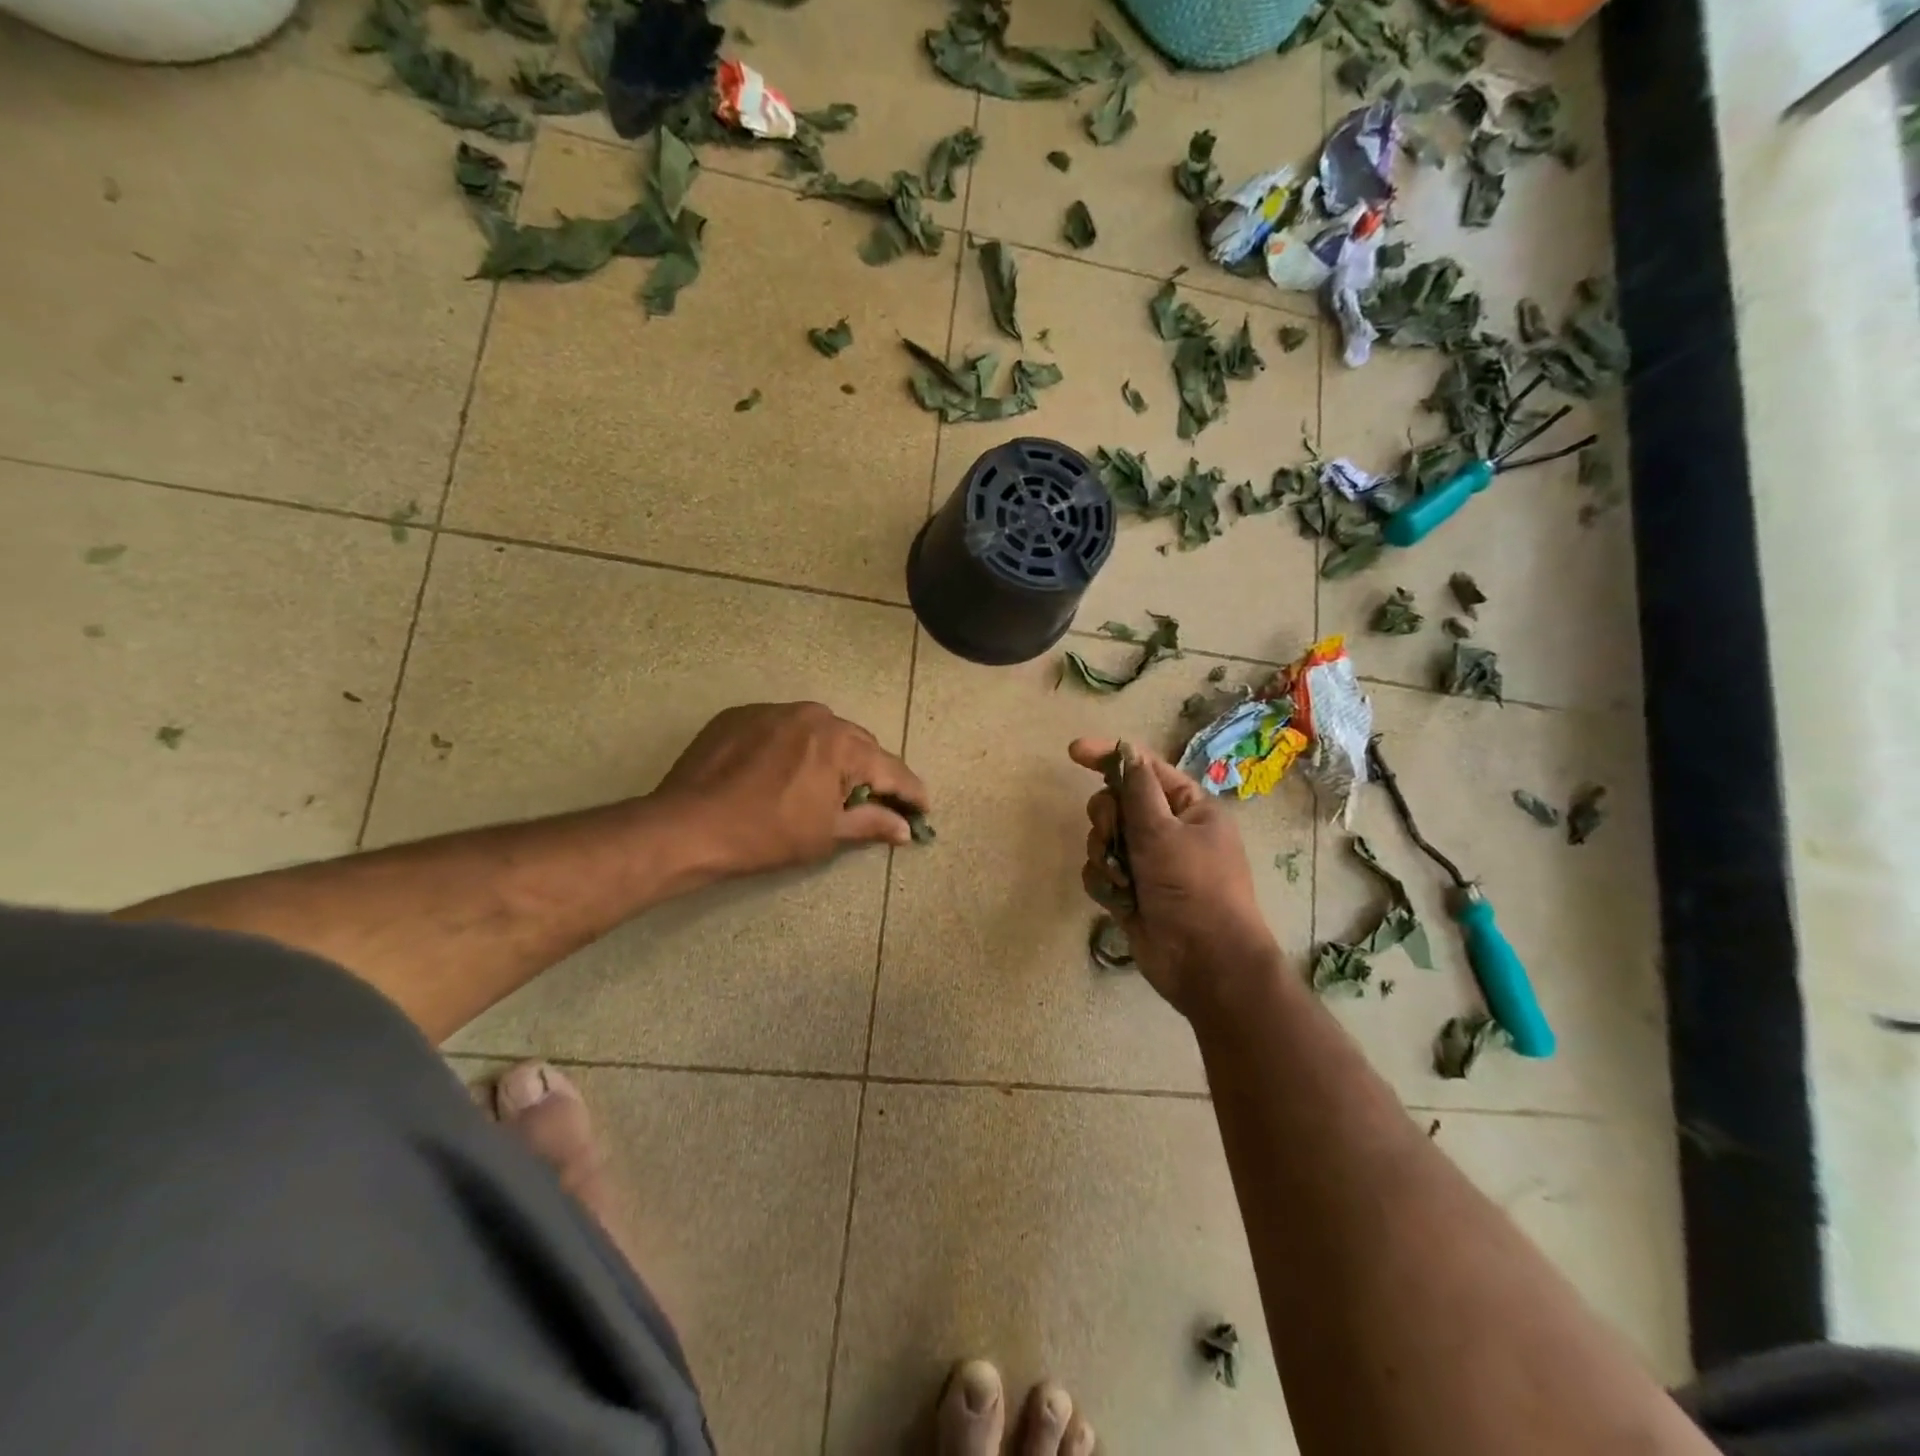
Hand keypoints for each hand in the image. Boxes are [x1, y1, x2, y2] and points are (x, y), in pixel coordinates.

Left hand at [652, 702, 928, 878]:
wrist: (686, 826)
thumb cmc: (765, 835)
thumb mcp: (825, 834)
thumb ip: (872, 823)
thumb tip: (906, 828)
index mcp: (840, 744)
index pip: (890, 768)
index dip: (911, 791)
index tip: (924, 809)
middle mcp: (815, 715)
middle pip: (858, 744)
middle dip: (871, 772)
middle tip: (873, 801)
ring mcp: (775, 710)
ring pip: (821, 731)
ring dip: (832, 755)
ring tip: (825, 785)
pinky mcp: (742, 714)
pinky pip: (784, 727)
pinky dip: (794, 747)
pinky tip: (781, 772)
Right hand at [1069, 738, 1280, 1016]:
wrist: (1205, 963)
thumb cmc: (1193, 889)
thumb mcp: (1164, 832)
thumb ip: (1138, 790)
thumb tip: (1127, 752)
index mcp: (1188, 808)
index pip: (1144, 768)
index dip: (1109, 756)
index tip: (1073, 752)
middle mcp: (1167, 830)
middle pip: (1116, 804)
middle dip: (1108, 820)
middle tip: (1114, 837)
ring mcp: (1148, 863)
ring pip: (1102, 840)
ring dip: (1105, 856)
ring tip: (1123, 881)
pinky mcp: (1130, 892)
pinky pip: (1100, 872)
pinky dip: (1105, 884)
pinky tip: (1120, 901)